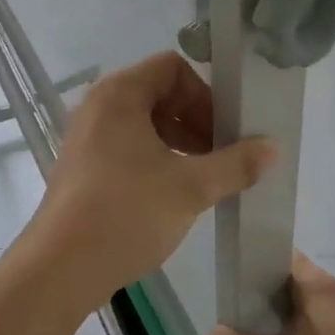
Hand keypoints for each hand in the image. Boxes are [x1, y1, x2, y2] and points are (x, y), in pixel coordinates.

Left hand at [22, 53, 276, 304]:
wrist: (61, 267)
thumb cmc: (127, 213)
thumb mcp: (191, 187)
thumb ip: (236, 163)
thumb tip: (273, 148)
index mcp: (119, 93)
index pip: (173, 67)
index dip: (205, 95)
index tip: (225, 132)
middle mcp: (99, 105)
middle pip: (160, 93)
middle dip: (197, 120)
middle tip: (222, 156)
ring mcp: (87, 136)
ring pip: (145, 123)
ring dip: (180, 142)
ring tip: (204, 178)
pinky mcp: (83, 165)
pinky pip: (128, 146)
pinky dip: (157, 159)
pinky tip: (175, 193)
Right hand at [205, 254, 334, 334]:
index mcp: (320, 286)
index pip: (282, 256)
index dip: (255, 266)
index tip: (235, 287)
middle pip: (294, 278)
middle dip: (266, 294)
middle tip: (241, 316)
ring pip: (308, 301)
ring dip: (285, 315)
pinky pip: (323, 320)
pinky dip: (304, 329)